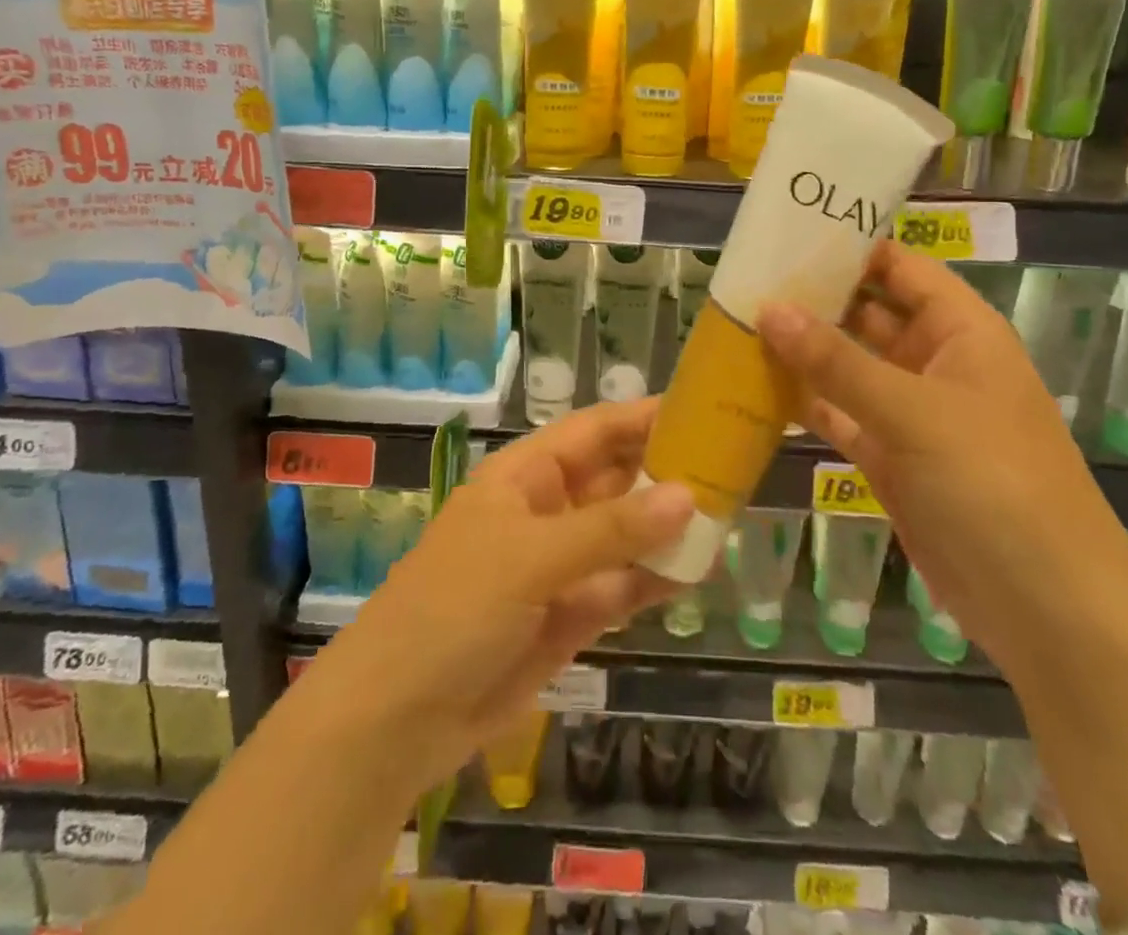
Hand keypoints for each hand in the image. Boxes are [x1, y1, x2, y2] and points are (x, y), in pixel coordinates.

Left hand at [304, 398, 692, 795]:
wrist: (397, 717)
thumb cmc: (455, 607)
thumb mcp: (531, 556)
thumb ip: (611, 529)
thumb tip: (688, 496)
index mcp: (525, 476)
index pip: (593, 431)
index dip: (642, 418)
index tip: (700, 410)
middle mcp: (546, 511)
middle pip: (615, 480)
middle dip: (665, 472)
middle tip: (730, 466)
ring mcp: (559, 566)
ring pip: (624, 534)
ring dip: (667, 527)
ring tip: (728, 513)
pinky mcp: (569, 616)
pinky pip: (621, 587)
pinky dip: (654, 579)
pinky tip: (697, 570)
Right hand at [757, 241, 1127, 667]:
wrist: (1046, 608)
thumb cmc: (993, 483)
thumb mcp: (913, 412)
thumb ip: (836, 360)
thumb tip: (769, 307)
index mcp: (961, 331)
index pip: (900, 267)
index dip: (850, 246)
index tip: (785, 234)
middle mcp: (935, 362)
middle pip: (866, 313)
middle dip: (812, 298)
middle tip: (743, 280)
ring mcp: (910, 413)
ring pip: (846, 366)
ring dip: (800, 351)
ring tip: (736, 324)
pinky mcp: (889, 458)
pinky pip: (838, 415)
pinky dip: (803, 402)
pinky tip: (754, 386)